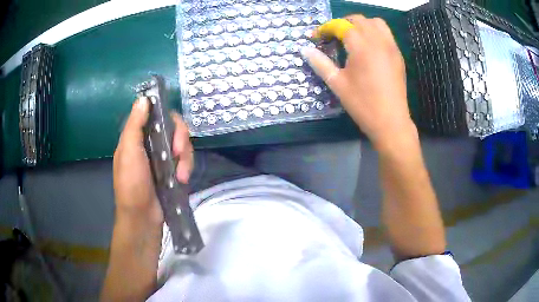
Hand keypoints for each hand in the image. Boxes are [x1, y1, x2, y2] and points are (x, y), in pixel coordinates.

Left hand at [113, 97, 193, 224]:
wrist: (142, 218)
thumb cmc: (132, 184)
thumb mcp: (129, 151)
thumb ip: (135, 124)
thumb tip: (143, 99)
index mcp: (137, 137)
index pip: (156, 114)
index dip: (167, 117)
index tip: (171, 128)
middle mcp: (150, 144)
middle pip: (173, 128)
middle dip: (180, 139)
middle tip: (178, 153)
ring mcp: (163, 158)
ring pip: (182, 144)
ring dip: (185, 157)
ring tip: (181, 175)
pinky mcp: (172, 171)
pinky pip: (185, 160)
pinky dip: (186, 167)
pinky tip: (182, 179)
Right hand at [302, 15, 414, 147]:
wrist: (391, 122)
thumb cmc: (363, 104)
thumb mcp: (337, 84)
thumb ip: (320, 63)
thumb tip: (305, 50)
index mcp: (361, 47)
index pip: (341, 26)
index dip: (326, 28)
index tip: (317, 37)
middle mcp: (378, 41)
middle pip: (359, 20)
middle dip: (343, 23)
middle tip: (333, 36)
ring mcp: (391, 47)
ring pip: (376, 23)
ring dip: (362, 24)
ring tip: (353, 37)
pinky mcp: (398, 55)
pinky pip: (386, 34)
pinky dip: (375, 32)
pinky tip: (369, 47)